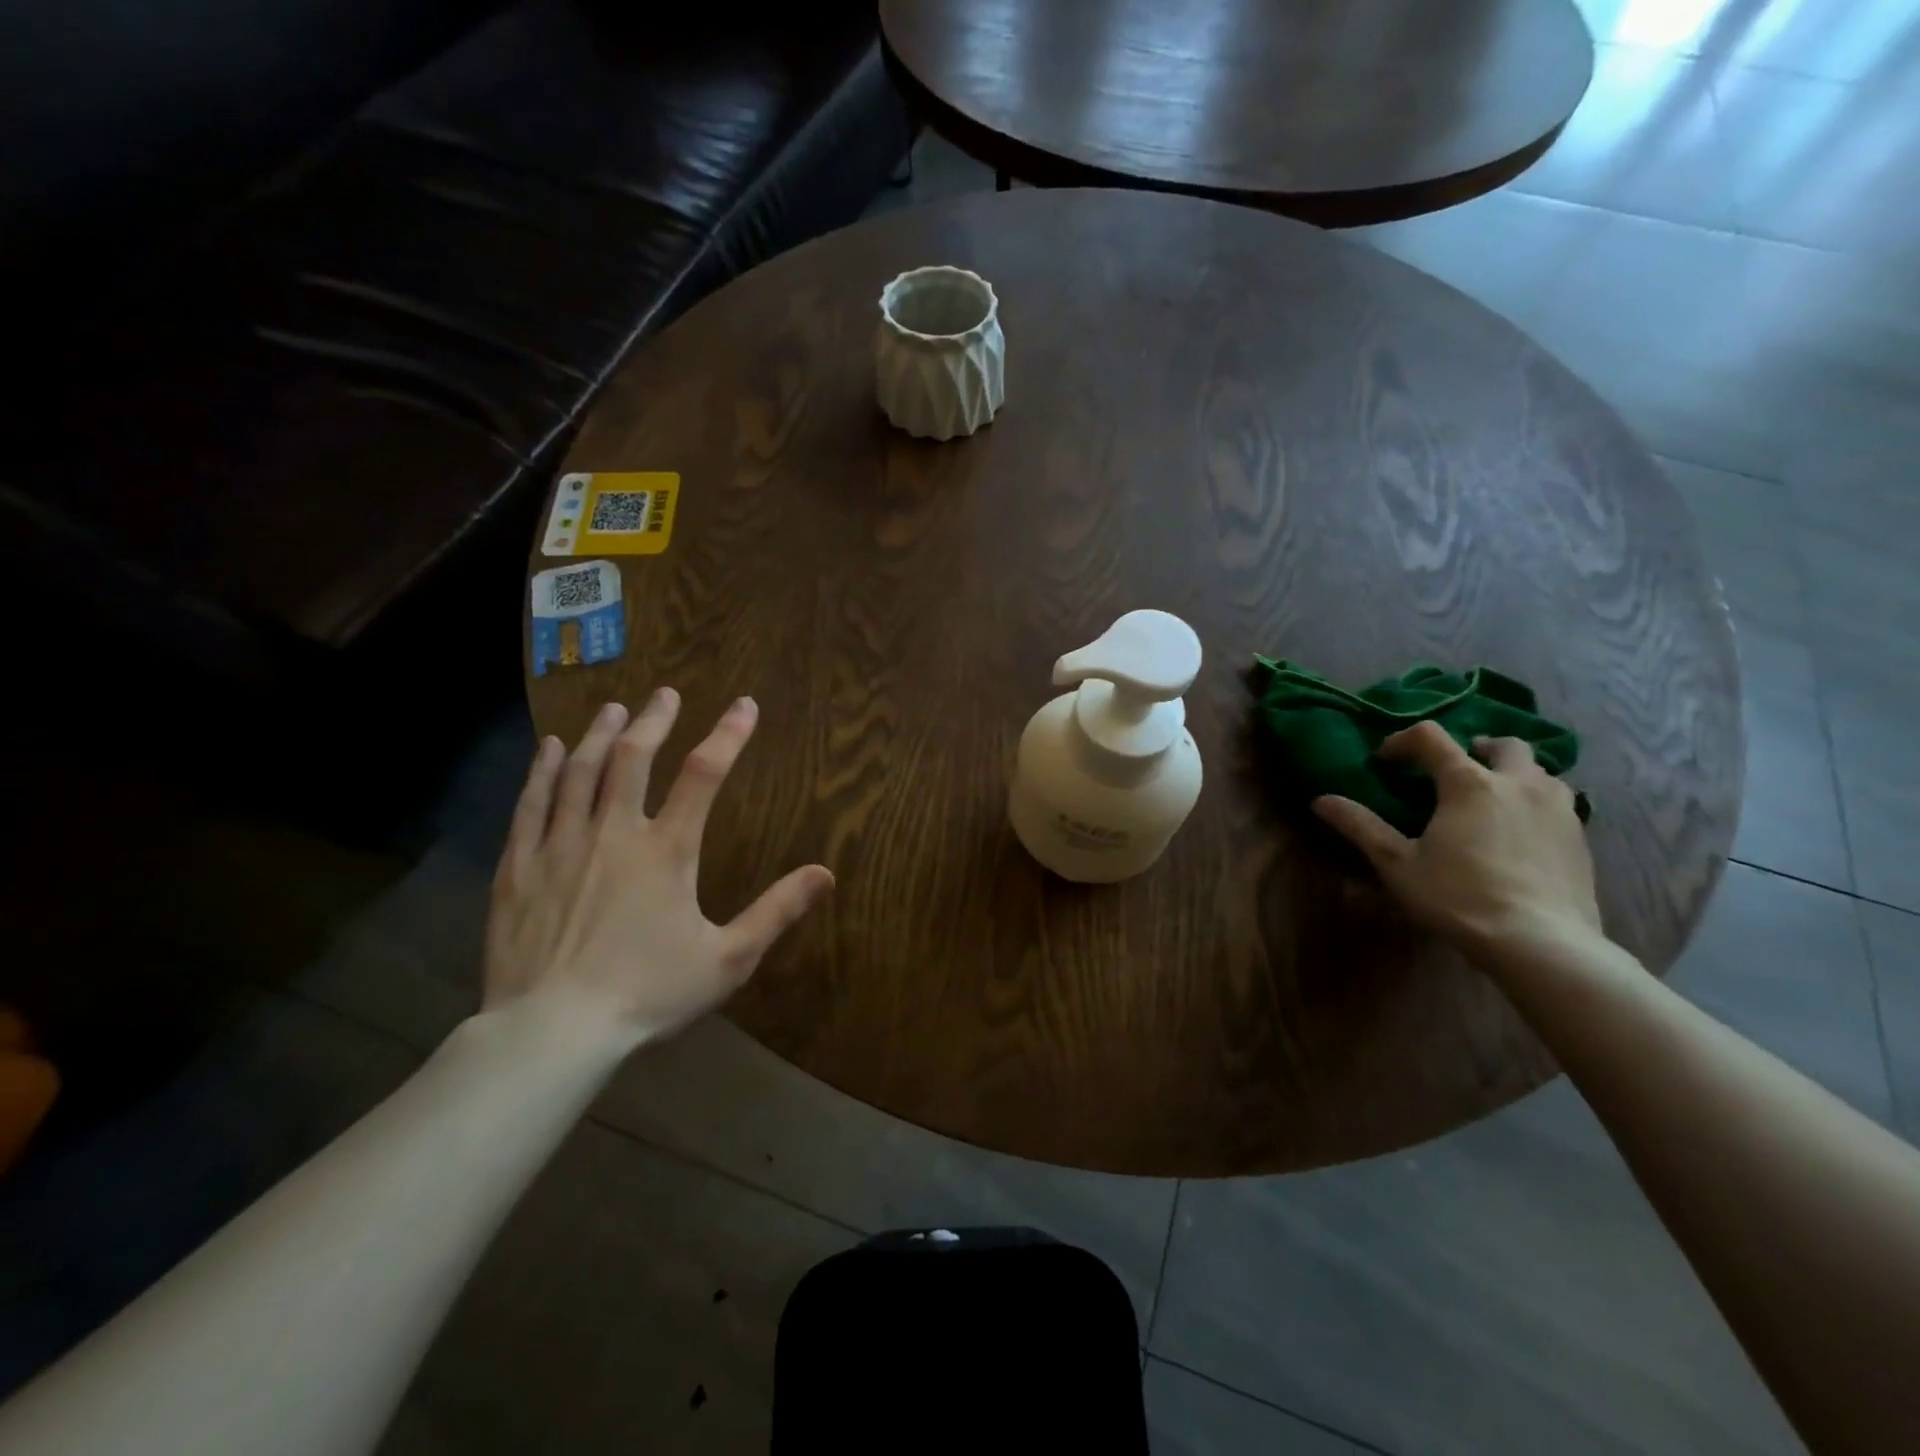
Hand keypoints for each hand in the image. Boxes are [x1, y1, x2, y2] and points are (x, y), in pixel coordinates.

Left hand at [485, 690, 833, 1037]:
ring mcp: (561, 845)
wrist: (552, 1032)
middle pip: (634, 757)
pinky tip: (552, 750)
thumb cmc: (647, 994)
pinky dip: (544, 771)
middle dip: (653, 720)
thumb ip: (777, 911)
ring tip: (613, 709)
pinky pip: (532, 804)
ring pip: (580, 771)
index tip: (744, 705)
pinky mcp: (520, 867)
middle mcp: (613, 833)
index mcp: (666, 851)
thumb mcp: (727, 959)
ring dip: (601, 735)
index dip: (728, 735)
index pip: (704, 775)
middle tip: (665, 695)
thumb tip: (826, 873)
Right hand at [1312, 722, 1601, 968]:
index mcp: (1468, 783)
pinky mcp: (1581, 837)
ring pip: (1540, 771)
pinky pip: (1559, 803)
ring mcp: (1558, 808)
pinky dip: (1536, 803)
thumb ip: (1360, 826)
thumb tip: (1320, 800)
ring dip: (1512, 774)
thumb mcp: (1397, 864)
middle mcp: (1518, 783)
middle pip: (1502, 744)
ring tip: (1492, 799)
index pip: (1431, 737)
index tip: (1385, 762)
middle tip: (1453, 772)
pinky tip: (1521, 833)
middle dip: (1475, 748)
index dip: (1402, 741)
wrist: (1542, 943)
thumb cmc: (1458, 897)